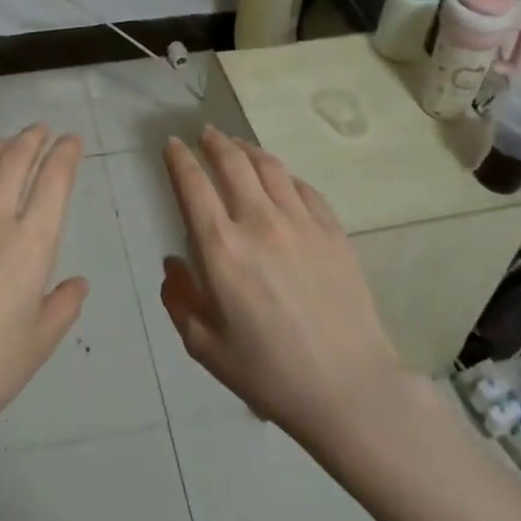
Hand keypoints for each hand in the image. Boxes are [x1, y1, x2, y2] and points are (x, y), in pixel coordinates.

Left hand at [0, 125, 87, 465]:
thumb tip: (78, 283)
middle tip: (39, 131)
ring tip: (5, 143)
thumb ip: (63, 306)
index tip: (71, 141)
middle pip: (14, 161)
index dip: (65, 154)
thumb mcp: (40, 343)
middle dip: (31, 139)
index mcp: (31, 245)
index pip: (54, 182)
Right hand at [160, 128, 407, 448]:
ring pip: (270, 167)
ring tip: (238, 145)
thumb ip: (179, 299)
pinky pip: (304, 188)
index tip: (172, 144)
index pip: (192, 185)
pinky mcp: (333, 230)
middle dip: (213, 142)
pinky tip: (280, 178)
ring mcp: (301, 222)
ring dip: (248, 149)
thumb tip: (173, 263)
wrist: (348, 387)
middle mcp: (259, 222)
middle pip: (232, 163)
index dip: (179, 159)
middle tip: (205, 134)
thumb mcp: (204, 346)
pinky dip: (284, 175)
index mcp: (221, 248)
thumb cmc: (268, 372)